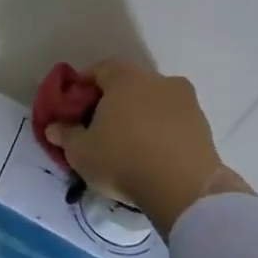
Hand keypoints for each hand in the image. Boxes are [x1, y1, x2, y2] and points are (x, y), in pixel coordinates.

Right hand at [45, 59, 249, 236]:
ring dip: (139, 117)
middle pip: (129, 85)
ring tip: (126, 145)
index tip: (74, 106)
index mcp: (126, 78)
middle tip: (98, 127)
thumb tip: (54, 127)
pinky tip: (149, 155)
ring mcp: (186, 102)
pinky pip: (172, 122)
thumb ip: (65, 134)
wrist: (183, 188)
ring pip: (154, 103)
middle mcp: (159, 81)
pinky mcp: (204, 126)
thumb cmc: (122, 159)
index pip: (100, 69)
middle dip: (113, 102)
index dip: (84, 85)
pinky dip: (160, 132)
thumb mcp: (79, 151)